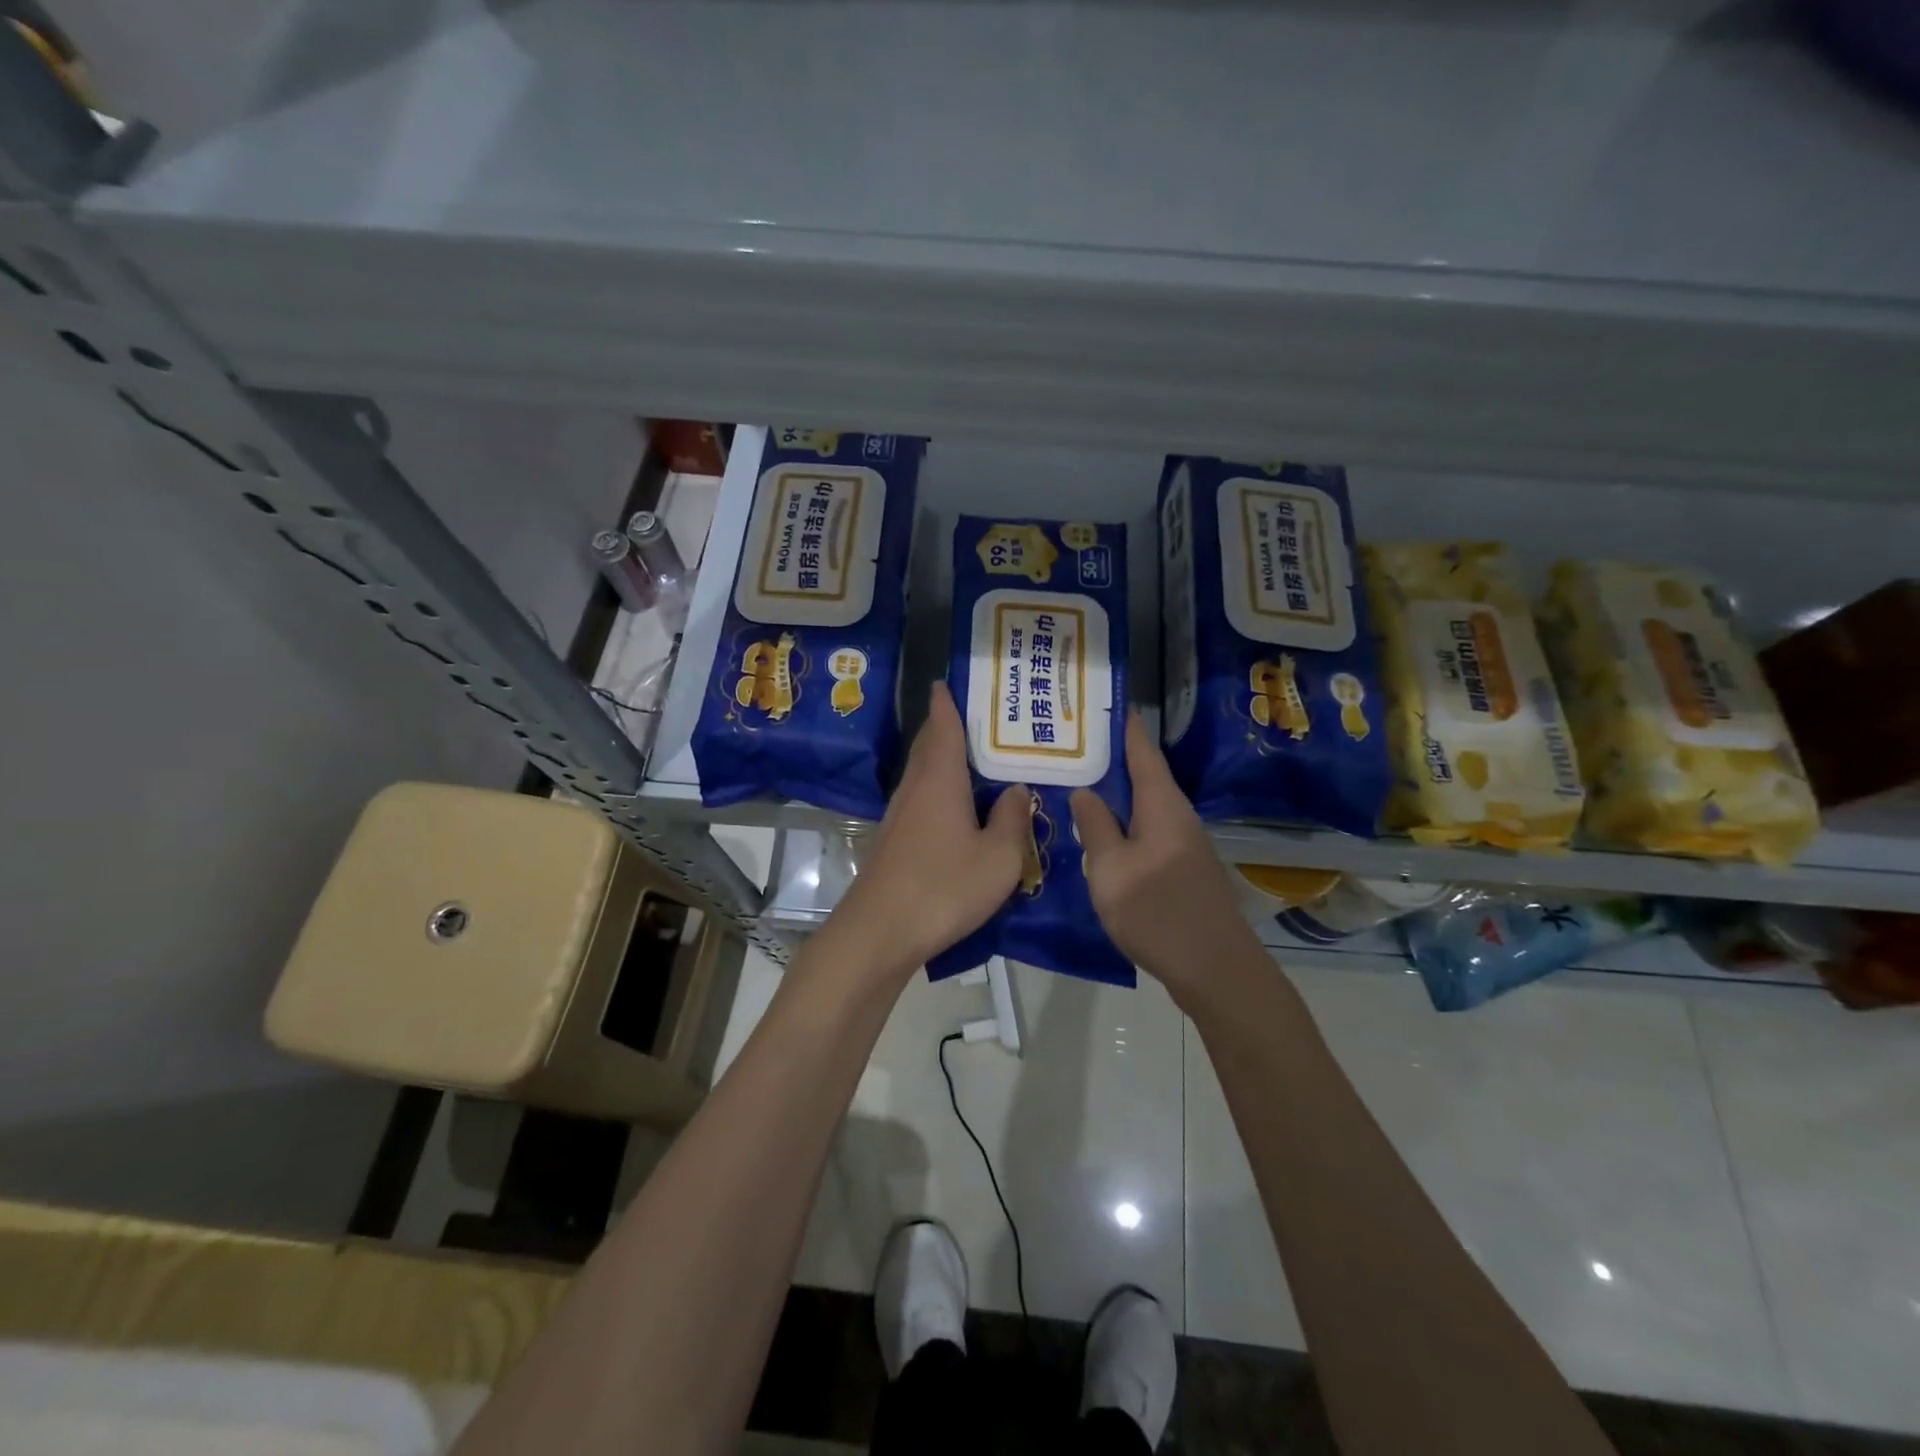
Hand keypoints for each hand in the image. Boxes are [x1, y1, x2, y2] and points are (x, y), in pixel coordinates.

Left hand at [831, 682, 1031, 976]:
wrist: (880, 931)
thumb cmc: (944, 886)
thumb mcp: (998, 857)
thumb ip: (1011, 819)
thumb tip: (1014, 791)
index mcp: (940, 780)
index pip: (943, 727)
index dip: (946, 704)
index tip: (944, 681)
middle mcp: (914, 789)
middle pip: (927, 747)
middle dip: (943, 727)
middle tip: (971, 716)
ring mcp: (898, 816)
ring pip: (921, 774)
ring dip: (940, 759)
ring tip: (970, 758)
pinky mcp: (893, 842)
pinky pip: (920, 800)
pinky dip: (937, 790)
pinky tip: (954, 808)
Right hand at [1070, 713, 1257, 1004]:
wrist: (1214, 968)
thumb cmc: (1157, 911)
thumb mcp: (1112, 868)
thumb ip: (1096, 826)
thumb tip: (1085, 791)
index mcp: (1162, 804)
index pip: (1141, 750)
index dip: (1122, 725)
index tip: (1100, 702)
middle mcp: (1177, 815)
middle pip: (1143, 774)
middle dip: (1110, 757)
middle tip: (1070, 744)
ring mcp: (1183, 843)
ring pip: (1144, 805)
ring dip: (1115, 792)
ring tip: (1077, 782)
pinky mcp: (1181, 868)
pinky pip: (1147, 830)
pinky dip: (1123, 821)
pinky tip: (1100, 832)